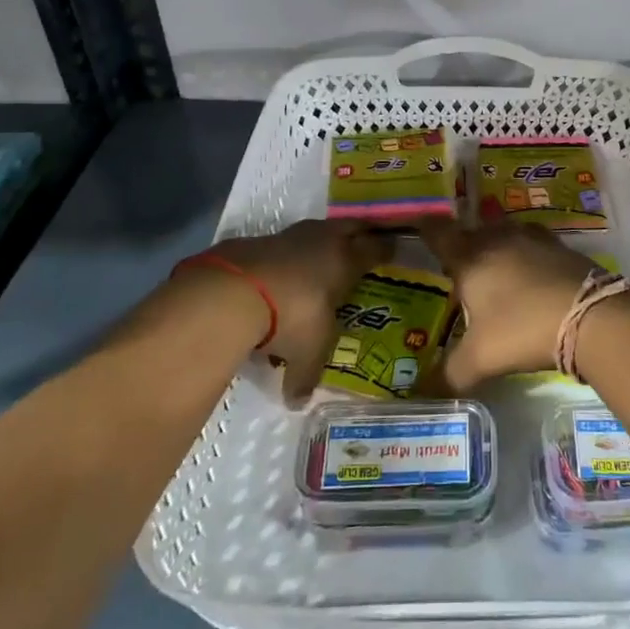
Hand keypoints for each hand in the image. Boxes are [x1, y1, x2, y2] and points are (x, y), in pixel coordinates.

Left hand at [191, 220, 393, 400]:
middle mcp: (324, 241)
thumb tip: (298, 402)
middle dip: (362, 231)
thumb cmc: (291, 317)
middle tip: (368, 238)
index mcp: (346, 261)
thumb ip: (306, 375)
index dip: (387, 248)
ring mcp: (291, 236)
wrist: (234, 291)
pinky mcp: (260, 239)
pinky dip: (289, 252)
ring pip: (318, 230)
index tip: (395, 248)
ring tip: (324, 253)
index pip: (376, 248)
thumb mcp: (306, 351)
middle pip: (352, 226)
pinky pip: (284, 242)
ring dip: (323, 239)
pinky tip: (284, 268)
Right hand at [419, 219, 600, 391]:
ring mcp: (533, 239)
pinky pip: (534, 244)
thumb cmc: (522, 329)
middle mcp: (498, 239)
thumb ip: (449, 374)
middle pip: (473, 231)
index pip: (439, 234)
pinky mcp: (561, 248)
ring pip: (505, 233)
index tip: (419, 226)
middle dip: (463, 243)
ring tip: (493, 266)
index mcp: (470, 258)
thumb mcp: (481, 358)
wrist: (590, 316)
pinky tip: (530, 273)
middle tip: (457, 262)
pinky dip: (526, 253)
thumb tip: (423, 392)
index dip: (427, 229)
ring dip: (497, 244)